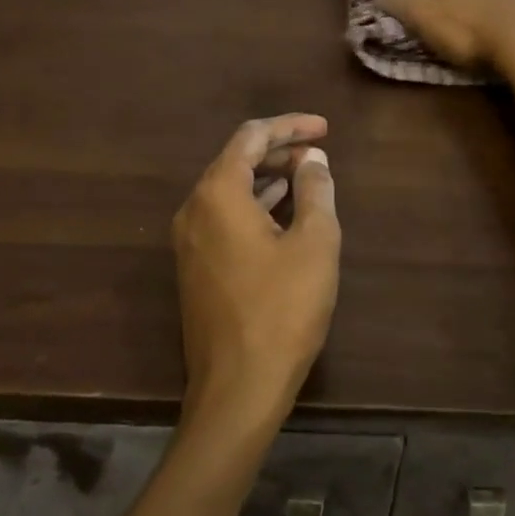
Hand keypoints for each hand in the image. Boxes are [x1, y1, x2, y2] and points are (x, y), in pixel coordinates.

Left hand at [172, 114, 340, 428]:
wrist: (237, 389)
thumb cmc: (282, 310)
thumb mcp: (314, 242)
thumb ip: (315, 189)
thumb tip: (312, 158)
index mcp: (218, 193)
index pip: (251, 137)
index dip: (290, 126)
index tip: (325, 128)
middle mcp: (194, 209)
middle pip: (236, 160)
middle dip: (279, 150)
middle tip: (319, 151)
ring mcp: (189, 240)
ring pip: (229, 189)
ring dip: (267, 177)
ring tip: (307, 176)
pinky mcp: (194, 266)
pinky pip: (224, 216)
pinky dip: (254, 204)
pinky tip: (283, 211)